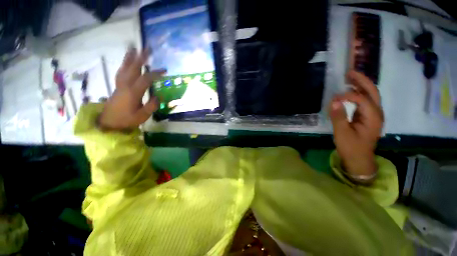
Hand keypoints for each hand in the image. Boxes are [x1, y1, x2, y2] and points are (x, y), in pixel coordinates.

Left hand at [98, 47, 165, 130]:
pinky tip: (127, 63)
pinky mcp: (117, 86)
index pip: (145, 79)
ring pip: (125, 68)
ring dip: (130, 58)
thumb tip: (158, 97)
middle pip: (133, 68)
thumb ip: (151, 106)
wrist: (108, 122)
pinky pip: (121, 72)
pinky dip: (124, 65)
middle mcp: (125, 85)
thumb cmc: (126, 120)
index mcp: (132, 92)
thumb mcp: (142, 116)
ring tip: (133, 49)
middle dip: (140, 58)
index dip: (155, 74)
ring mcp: (120, 85)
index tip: (164, 71)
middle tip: (147, 49)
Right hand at [329, 71, 383, 177]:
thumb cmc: (351, 148)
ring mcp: (373, 115)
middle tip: (349, 73)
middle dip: (362, 81)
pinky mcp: (367, 117)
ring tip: (349, 78)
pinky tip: (350, 92)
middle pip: (372, 92)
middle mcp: (377, 113)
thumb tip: (334, 101)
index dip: (348, 95)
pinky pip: (364, 101)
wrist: (359, 159)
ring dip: (361, 85)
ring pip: (370, 95)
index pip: (362, 99)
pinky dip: (358, 94)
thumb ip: (338, 116)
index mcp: (373, 117)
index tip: (334, 98)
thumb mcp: (342, 133)